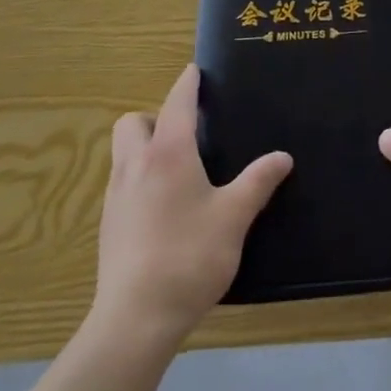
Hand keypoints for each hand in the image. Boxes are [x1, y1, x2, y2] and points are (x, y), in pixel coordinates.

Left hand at [91, 64, 292, 345]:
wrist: (135, 320)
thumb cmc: (189, 256)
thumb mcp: (234, 217)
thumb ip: (258, 182)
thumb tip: (283, 156)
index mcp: (168, 153)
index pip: (176, 103)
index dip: (187, 84)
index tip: (195, 71)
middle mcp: (135, 165)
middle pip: (133, 122)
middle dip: (154, 117)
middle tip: (184, 134)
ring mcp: (116, 196)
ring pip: (122, 153)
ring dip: (143, 147)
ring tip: (175, 170)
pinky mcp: (107, 226)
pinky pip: (120, 184)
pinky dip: (138, 179)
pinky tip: (161, 208)